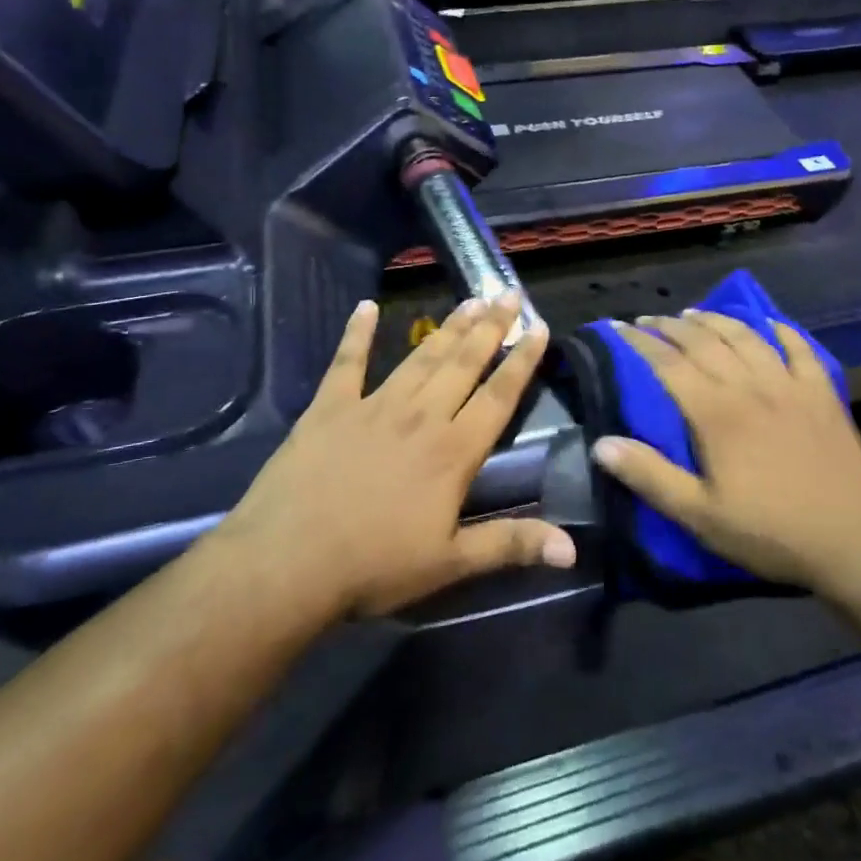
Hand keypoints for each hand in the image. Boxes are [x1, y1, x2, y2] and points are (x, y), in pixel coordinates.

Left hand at [213, 294, 576, 617]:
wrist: (287, 562)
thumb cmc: (374, 566)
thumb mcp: (450, 563)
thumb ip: (511, 545)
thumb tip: (573, 549)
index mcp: (453, 451)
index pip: (498, 396)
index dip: (522, 361)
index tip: (539, 328)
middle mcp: (420, 416)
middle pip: (463, 363)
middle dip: (490, 328)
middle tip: (508, 294)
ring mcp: (373, 406)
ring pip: (420, 357)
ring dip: (447, 327)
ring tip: (469, 301)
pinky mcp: (329, 407)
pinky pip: (347, 362)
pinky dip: (356, 334)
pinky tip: (365, 307)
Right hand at [592, 312, 860, 592]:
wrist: (856, 541)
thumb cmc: (771, 532)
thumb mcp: (701, 516)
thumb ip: (651, 477)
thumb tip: (602, 444)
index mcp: (717, 413)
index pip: (668, 364)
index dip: (639, 342)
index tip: (617, 327)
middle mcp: (751, 386)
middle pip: (704, 341)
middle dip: (671, 326)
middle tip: (648, 320)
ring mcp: (790, 385)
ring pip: (746, 336)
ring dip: (716, 320)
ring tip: (693, 313)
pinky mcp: (822, 394)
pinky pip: (799, 348)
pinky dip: (780, 330)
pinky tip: (768, 323)